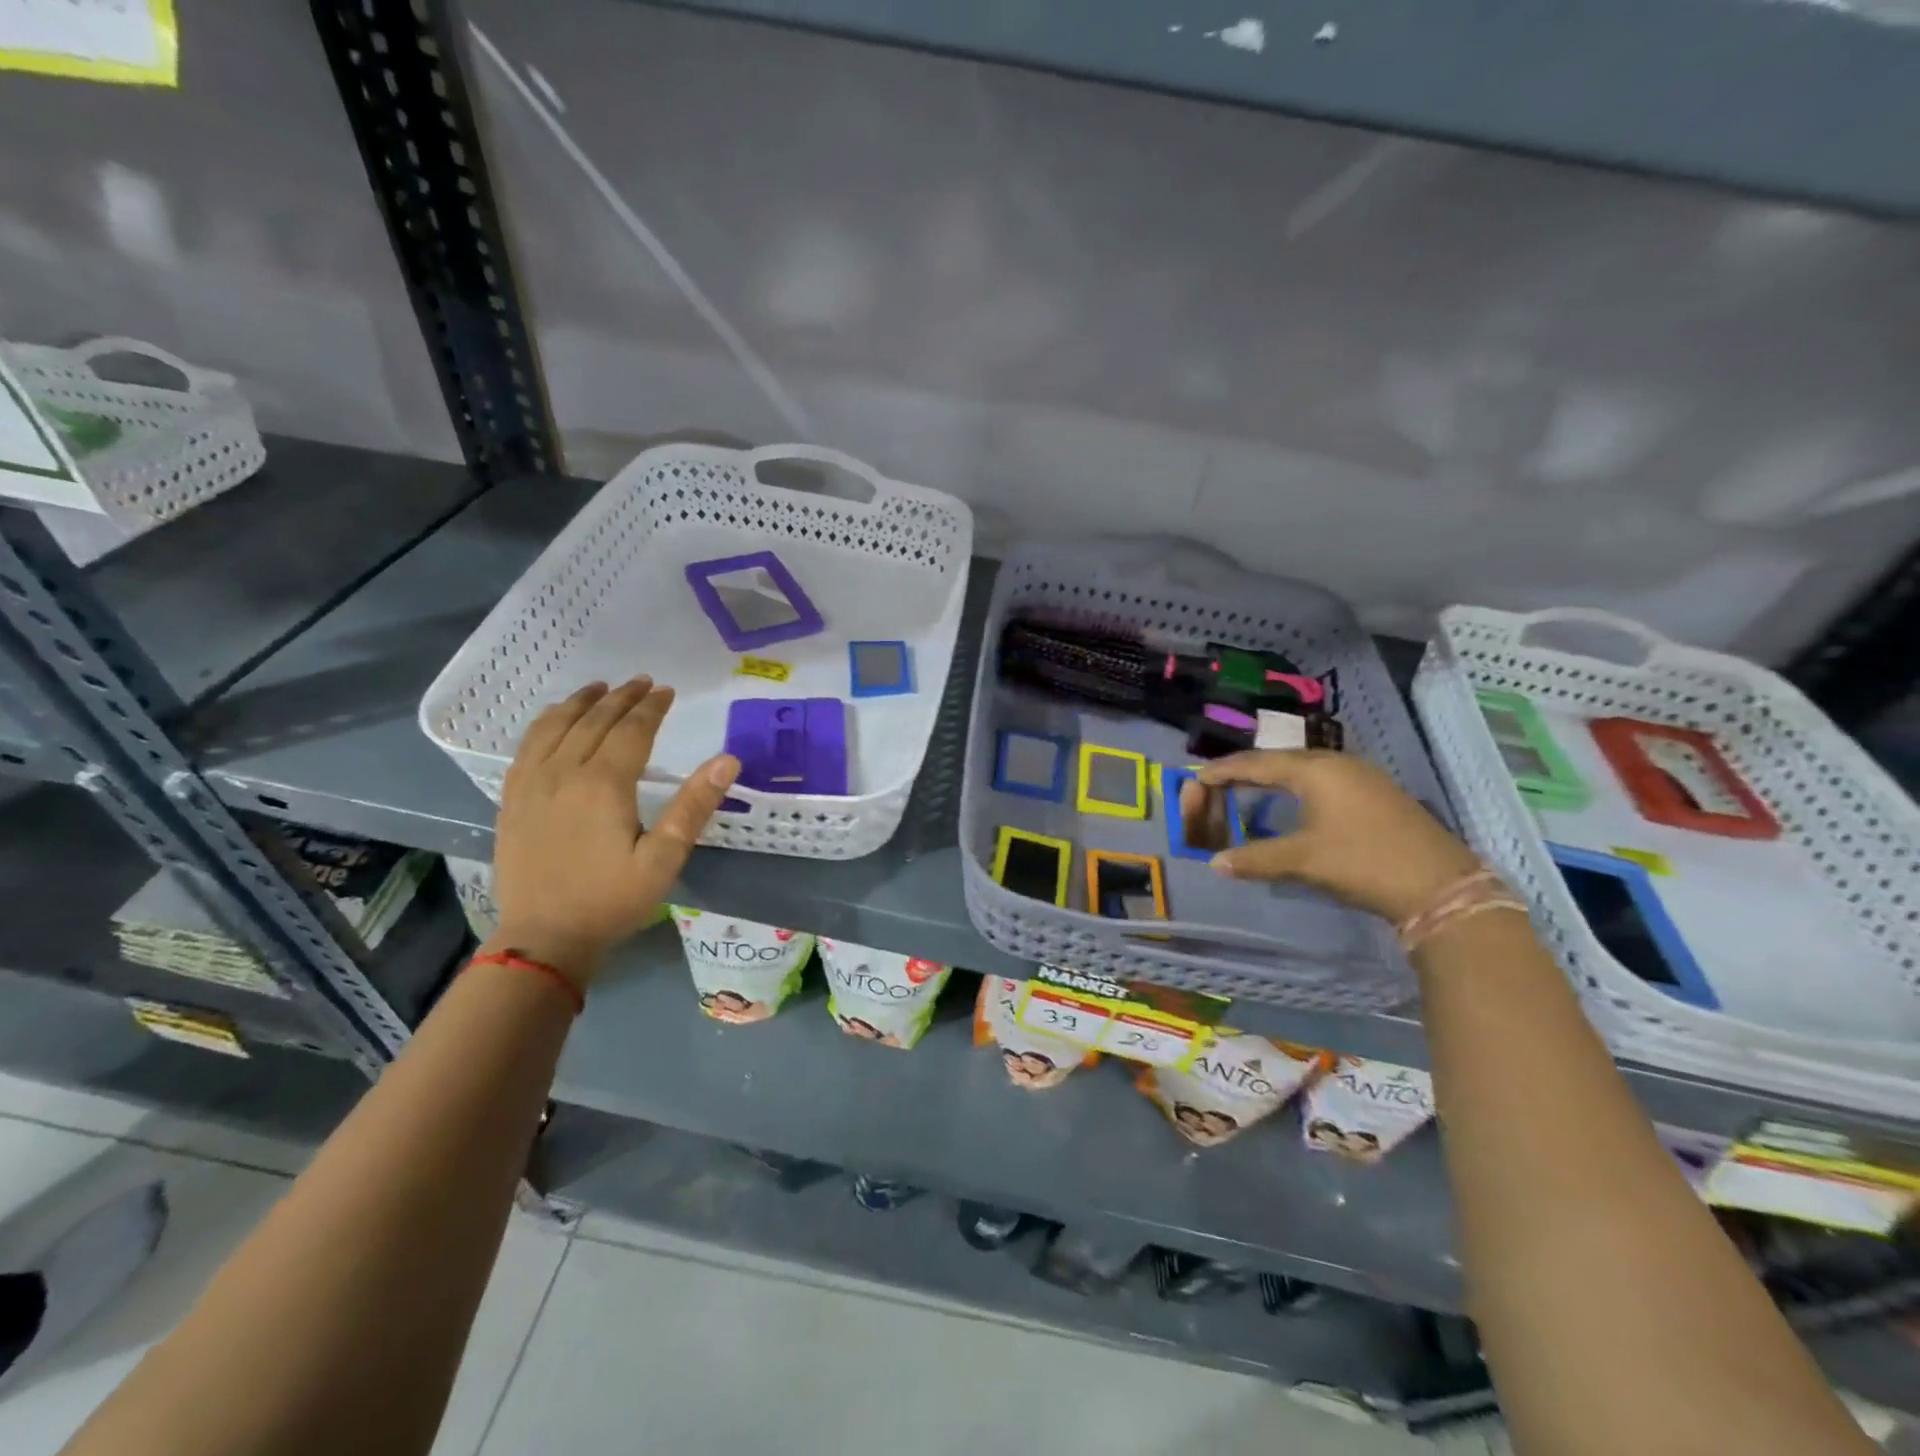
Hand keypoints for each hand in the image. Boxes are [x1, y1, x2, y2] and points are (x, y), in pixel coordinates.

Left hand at [487, 676, 738, 986]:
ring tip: (600, 688)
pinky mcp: (512, 799)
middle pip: (594, 721)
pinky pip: (527, 746)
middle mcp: (564, 773)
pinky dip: (546, 723)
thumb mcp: (664, 859)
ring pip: (556, 726)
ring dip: (581, 702)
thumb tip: (727, 760)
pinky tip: (555, 720)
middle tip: (642, 683)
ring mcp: (531, 784)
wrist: (544, 938)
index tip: (667, 691)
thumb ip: (694, 806)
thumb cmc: (611, 900)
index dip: (651, 708)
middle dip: (621, 698)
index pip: (631, 731)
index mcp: (603, 785)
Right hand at [1180, 749, 1479, 924]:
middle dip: (1248, 769)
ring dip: (1275, 777)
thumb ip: (1255, 858)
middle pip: (1281, 759)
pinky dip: (1298, 786)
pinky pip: (1325, 779)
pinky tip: (1296, 801)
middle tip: (1220, 781)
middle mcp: (1337, 763)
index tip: (1198, 776)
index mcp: (1314, 770)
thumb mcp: (1303, 860)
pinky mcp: (1377, 793)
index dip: (1225, 770)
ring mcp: (1362, 776)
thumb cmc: (1363, 862)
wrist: (1441, 885)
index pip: (1258, 763)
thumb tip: (1215, 863)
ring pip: (1306, 768)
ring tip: (1251, 787)